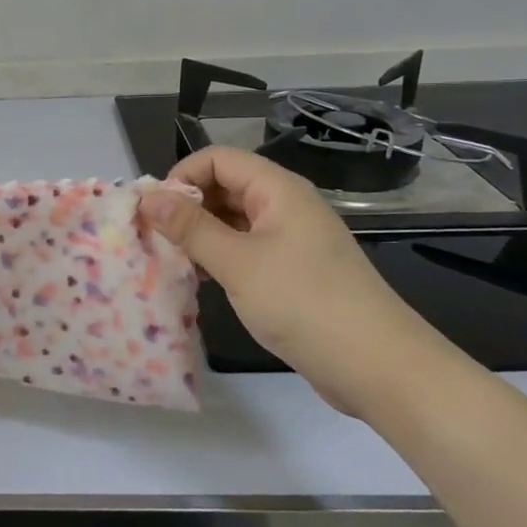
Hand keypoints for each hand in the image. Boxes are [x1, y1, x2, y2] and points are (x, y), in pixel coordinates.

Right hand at [137, 147, 446, 415]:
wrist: (378, 366)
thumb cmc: (304, 303)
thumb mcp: (237, 262)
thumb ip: (190, 227)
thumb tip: (148, 197)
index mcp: (278, 190)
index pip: (218, 159)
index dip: (182, 176)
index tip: (154, 211)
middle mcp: (286, 206)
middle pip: (225, 186)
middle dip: (187, 206)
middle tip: (156, 238)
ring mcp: (292, 240)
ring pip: (234, 221)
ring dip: (201, 234)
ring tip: (173, 261)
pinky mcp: (295, 272)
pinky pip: (247, 249)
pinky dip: (220, 257)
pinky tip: (203, 281)